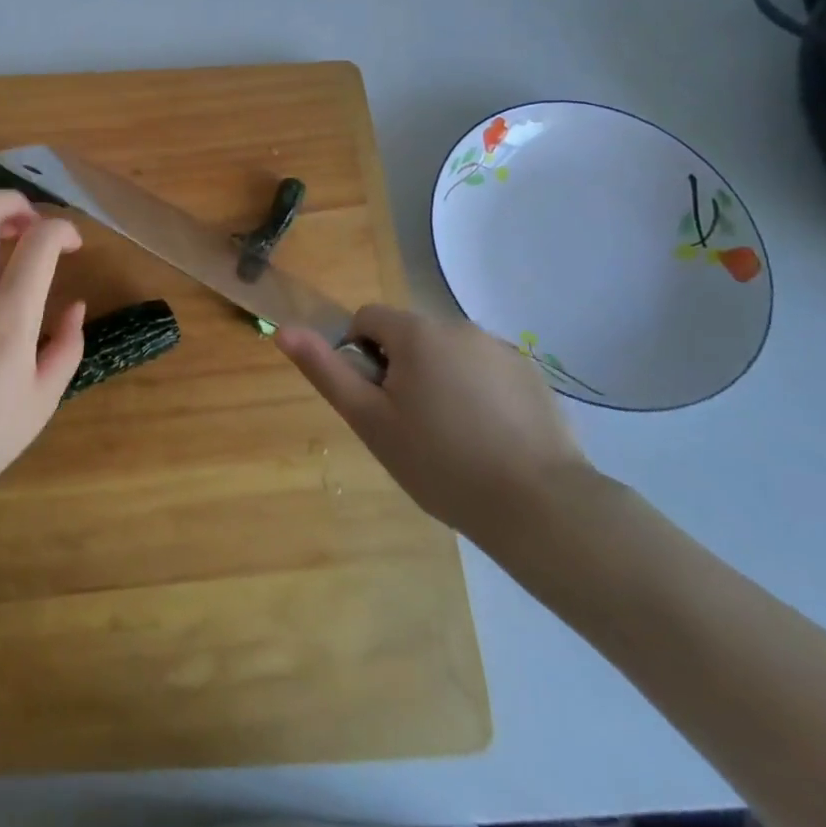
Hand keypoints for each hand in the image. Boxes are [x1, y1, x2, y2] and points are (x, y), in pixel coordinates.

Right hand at [276, 304, 593, 544]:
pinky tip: (489, 440)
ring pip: (448, 354)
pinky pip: (486, 372)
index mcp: (416, 332)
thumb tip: (285, 330)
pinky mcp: (532, 375)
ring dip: (439, 380)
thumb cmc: (440, 463)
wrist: (540, 507)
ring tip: (452, 438)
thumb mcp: (370, 421)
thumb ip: (326, 371)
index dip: (359, 356)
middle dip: (401, 370)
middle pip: (410, 337)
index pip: (367, 319)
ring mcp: (501, 349)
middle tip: (410, 427)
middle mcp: (459, 326)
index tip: (375, 402)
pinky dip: (478, 393)